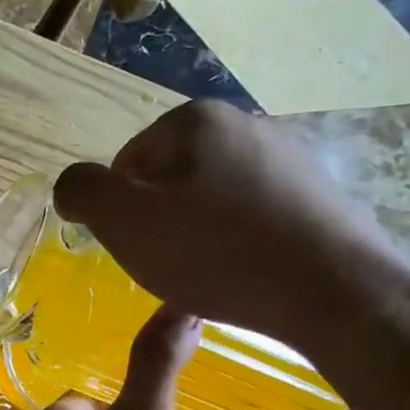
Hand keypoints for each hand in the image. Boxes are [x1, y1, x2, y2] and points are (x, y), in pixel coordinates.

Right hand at [53, 100, 409, 347]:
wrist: (334, 291)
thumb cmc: (215, 251)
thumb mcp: (122, 220)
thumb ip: (80, 191)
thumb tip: (74, 187)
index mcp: (193, 119)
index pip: (125, 165)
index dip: (121, 212)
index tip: (141, 246)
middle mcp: (244, 123)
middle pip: (168, 179)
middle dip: (160, 221)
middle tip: (171, 263)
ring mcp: (288, 156)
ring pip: (210, 198)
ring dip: (198, 233)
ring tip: (212, 272)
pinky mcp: (319, 193)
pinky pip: (253, 215)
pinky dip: (239, 241)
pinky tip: (248, 271)